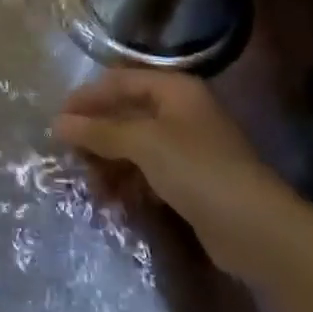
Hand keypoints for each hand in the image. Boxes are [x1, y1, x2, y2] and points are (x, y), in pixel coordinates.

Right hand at [52, 69, 286, 271]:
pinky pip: (146, 173)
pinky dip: (127, 183)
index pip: (119, 81)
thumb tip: (57, 123)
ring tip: (88, 185)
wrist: (255, 229)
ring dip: (107, 163)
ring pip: (133, 147)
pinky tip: (111, 201)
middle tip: (68, 155)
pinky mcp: (188, 180)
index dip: (87, 97)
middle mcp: (180, 112)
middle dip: (95, 135)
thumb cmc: (197, 169)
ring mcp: (186, 147)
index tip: (57, 119)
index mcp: (174, 90)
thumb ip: (99, 131)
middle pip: (125, 114)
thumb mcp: (143, 143)